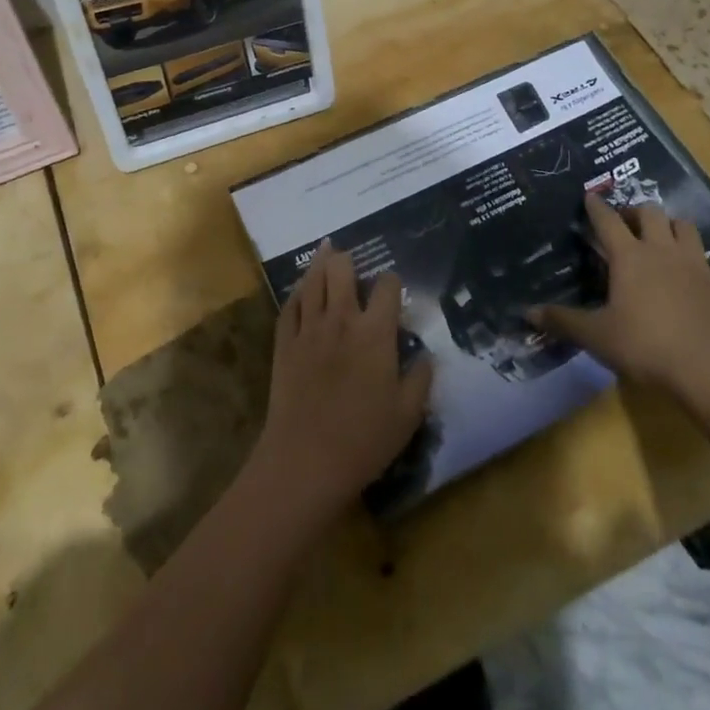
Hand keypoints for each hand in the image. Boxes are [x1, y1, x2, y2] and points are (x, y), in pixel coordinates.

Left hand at [251, 243, 432, 528]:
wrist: (305, 460)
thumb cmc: (364, 439)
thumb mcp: (408, 414)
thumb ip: (420, 378)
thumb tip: (425, 354)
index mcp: (375, 333)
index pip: (387, 288)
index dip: (392, 282)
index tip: (393, 289)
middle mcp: (341, 319)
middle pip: (341, 271)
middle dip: (348, 260)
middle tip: (350, 259)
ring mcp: (309, 328)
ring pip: (312, 281)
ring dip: (320, 262)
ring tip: (326, 249)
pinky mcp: (284, 343)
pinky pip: (289, 306)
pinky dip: (297, 291)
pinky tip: (301, 288)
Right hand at [531, 196, 709, 391]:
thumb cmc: (647, 346)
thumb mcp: (596, 336)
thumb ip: (562, 321)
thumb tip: (527, 312)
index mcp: (629, 257)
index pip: (607, 220)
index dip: (596, 207)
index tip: (589, 196)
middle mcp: (663, 251)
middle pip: (651, 213)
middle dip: (638, 212)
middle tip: (628, 223)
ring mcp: (699, 266)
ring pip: (688, 229)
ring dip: (675, 229)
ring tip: (666, 239)